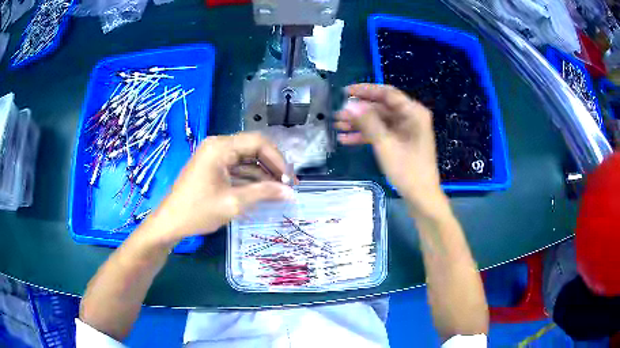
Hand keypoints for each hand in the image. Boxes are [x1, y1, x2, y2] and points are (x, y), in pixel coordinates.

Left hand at [143, 133, 294, 247]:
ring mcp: (214, 156)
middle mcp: (218, 145)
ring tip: (278, 191)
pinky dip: (250, 178)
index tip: (289, 180)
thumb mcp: (233, 203)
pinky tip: (262, 191)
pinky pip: (236, 167)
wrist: (170, 222)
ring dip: (262, 174)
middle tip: (287, 186)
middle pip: (253, 149)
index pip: (258, 142)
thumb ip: (264, 193)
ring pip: (246, 159)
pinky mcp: (212, 167)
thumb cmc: (198, 211)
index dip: (278, 160)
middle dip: (272, 167)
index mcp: (220, 147)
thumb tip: (291, 192)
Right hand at [335, 84, 447, 217]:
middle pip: (381, 107)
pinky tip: (346, 139)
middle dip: (359, 111)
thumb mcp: (385, 144)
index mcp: (413, 112)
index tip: (345, 92)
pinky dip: (366, 135)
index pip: (387, 93)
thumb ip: (367, 122)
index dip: (365, 90)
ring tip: (337, 126)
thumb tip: (349, 104)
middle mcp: (411, 117)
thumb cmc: (407, 170)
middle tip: (337, 114)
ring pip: (379, 121)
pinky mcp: (401, 141)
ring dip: (359, 124)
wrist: (421, 197)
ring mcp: (406, 130)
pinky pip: (382, 133)